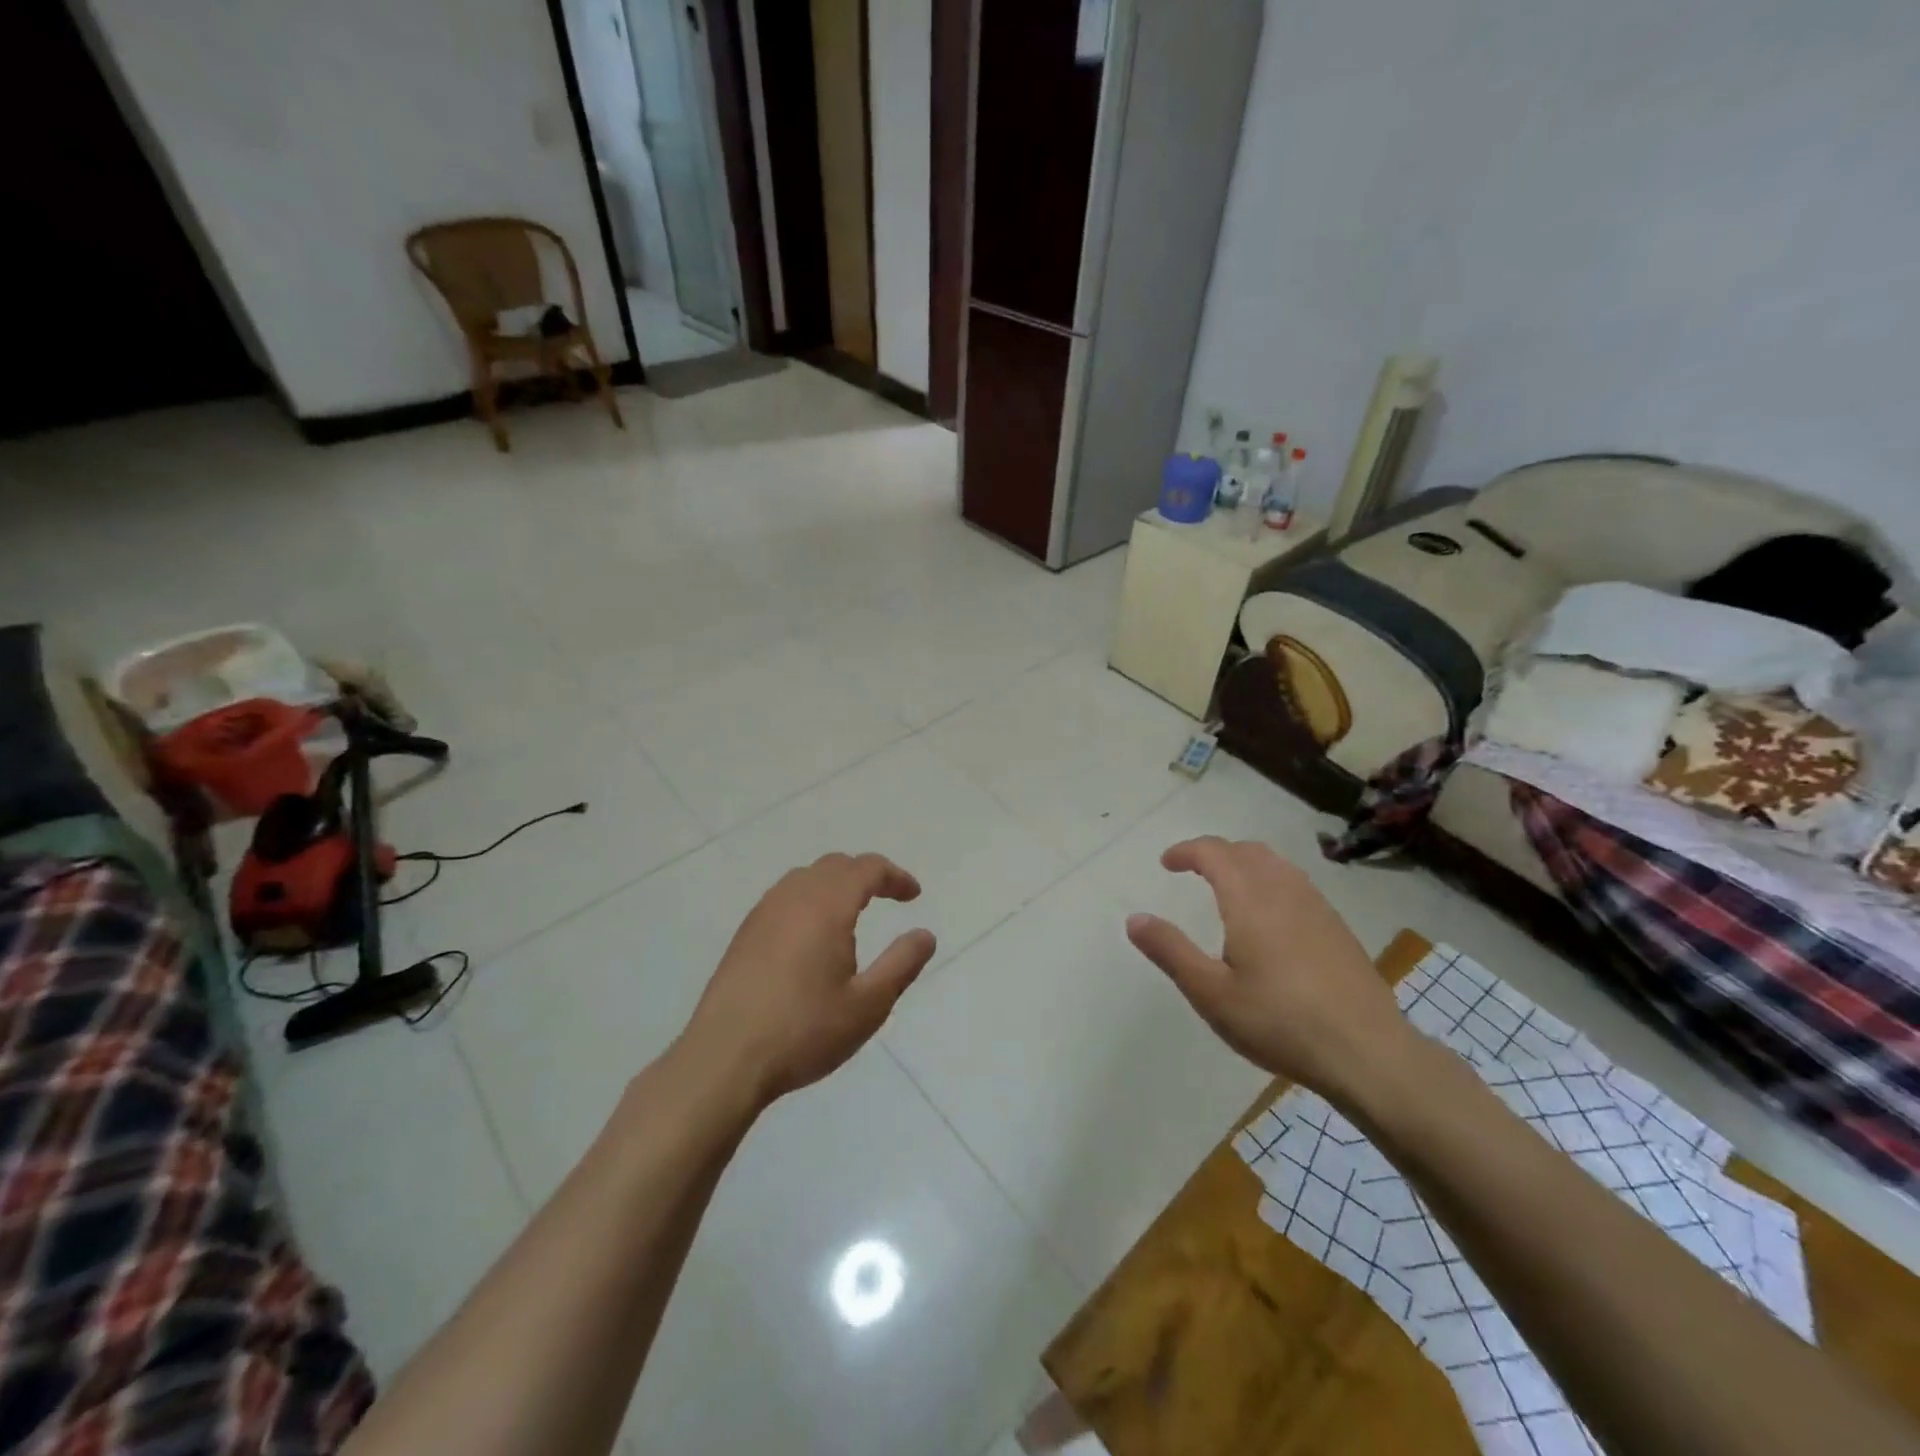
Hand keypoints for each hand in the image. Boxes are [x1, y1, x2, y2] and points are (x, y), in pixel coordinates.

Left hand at [679, 852, 936, 1109]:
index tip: (913, 896)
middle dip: (866, 874)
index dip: (894, 876)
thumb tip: (926, 935)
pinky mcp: (745, 934)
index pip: (867, 869)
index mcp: (827, 906)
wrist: (724, 1059)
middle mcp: (793, 898)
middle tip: (889, 897)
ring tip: (853, 911)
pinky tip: (813, 934)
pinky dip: (810, 898)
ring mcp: (763, 913)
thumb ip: (901, 964)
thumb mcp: (868, 1005)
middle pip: (835, 865)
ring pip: (806, 878)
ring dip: (836, 883)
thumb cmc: (804, 1031)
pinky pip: (785, 896)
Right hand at [1125, 837, 1416, 1103]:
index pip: (1214, 852)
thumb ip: (1171, 951)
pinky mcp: (1337, 928)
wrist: (1368, 1052)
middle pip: (1247, 850)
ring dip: (1245, 864)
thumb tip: (1134, 918)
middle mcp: (1284, 891)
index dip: (1187, 850)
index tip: (1166, 863)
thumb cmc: (1280, 1022)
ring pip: (1276, 864)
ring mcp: (1317, 907)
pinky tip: (1270, 918)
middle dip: (1216, 853)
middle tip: (1193, 871)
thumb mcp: (1211, 993)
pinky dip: (1271, 881)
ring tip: (1227, 888)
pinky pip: (1297, 884)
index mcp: (1250, 899)